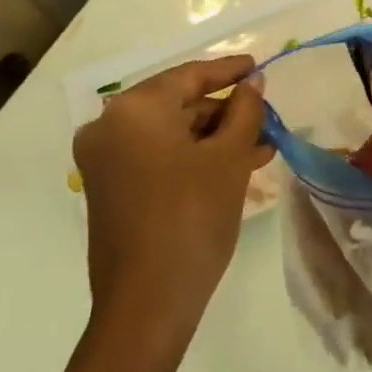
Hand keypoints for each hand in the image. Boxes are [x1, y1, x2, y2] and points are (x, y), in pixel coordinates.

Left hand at [72, 55, 272, 337]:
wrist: (146, 306)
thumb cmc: (192, 217)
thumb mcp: (230, 157)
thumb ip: (245, 109)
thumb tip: (253, 82)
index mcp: (135, 110)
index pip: (190, 75)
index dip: (229, 70)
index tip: (259, 65)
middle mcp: (110, 126)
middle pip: (179, 103)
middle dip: (226, 110)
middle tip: (266, 115)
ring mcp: (105, 160)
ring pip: (172, 132)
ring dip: (215, 136)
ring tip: (262, 146)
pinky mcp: (110, 188)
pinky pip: (158, 156)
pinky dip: (194, 156)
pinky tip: (236, 166)